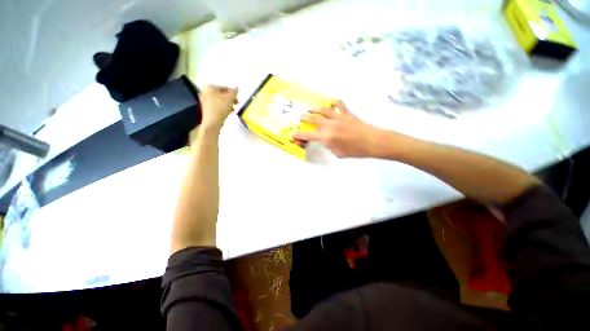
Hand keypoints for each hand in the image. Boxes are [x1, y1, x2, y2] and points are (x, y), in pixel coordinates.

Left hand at [199, 85, 238, 129]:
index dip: (233, 93)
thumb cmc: (221, 108)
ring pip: (220, 100)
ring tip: (233, 109)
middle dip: (230, 99)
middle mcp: (205, 92)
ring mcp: (205, 100)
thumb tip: (237, 88)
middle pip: (222, 94)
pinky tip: (229, 112)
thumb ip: (234, 92)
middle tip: (236, 104)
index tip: (238, 99)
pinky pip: (217, 105)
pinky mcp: (207, 108)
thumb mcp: (230, 98)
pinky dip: (223, 108)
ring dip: (228, 104)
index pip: (225, 87)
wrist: (212, 122)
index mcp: (210, 87)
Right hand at [293, 100, 383, 157]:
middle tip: (300, 116)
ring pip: (323, 110)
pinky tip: (332, 102)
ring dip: (315, 109)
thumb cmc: (355, 151)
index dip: (299, 135)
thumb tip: (326, 140)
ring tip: (310, 108)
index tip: (293, 134)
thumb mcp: (338, 153)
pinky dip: (335, 103)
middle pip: (314, 119)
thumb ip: (329, 145)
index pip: (309, 135)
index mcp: (326, 136)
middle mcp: (330, 125)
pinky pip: (339, 105)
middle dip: (305, 118)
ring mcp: (338, 117)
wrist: (372, 141)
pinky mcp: (347, 113)